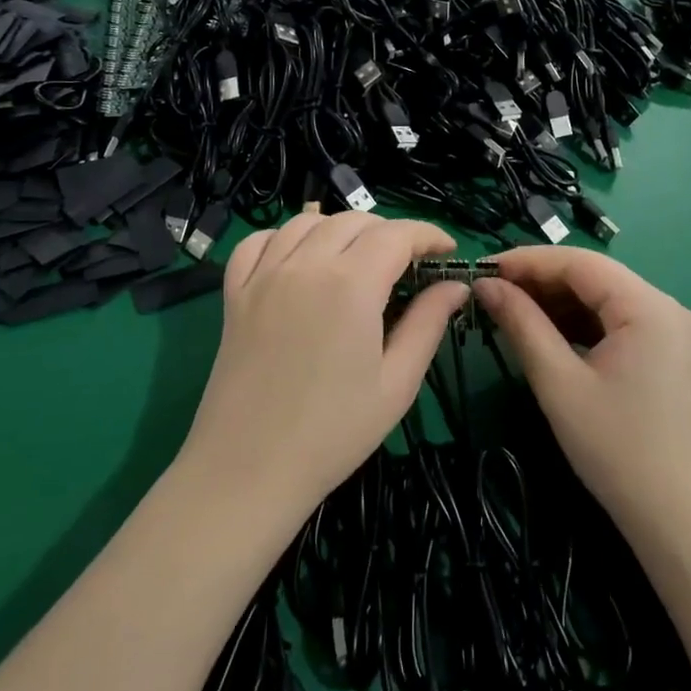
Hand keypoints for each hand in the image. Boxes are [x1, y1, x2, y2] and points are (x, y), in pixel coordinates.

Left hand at [178, 213, 466, 528]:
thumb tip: (455, 285)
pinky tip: (299, 260)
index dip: (428, 235)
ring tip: (357, 259)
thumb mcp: (397, 383)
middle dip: (389, 232)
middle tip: (407, 265)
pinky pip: (258, 242)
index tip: (447, 251)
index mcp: (351, 283)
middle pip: (354, 221)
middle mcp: (305, 264)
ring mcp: (264, 275)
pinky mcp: (235, 293)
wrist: (248, 469)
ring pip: (306, 221)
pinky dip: (284, 237)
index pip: (397, 234)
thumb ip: (428, 324)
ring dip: (340, 229)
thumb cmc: (333, 433)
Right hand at [475, 248, 690, 539]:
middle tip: (490, 293)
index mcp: (648, 306)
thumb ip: (522, 324)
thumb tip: (486, 286)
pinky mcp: (664, 354)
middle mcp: (665, 308)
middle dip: (539, 281)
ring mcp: (669, 331)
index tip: (482, 270)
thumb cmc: (616, 448)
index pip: (579, 262)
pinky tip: (544, 333)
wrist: (678, 520)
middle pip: (592, 276)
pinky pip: (614, 322)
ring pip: (601, 298)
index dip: (527, 261)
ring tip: (509, 311)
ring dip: (556, 302)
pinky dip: (577, 324)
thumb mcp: (559, 382)